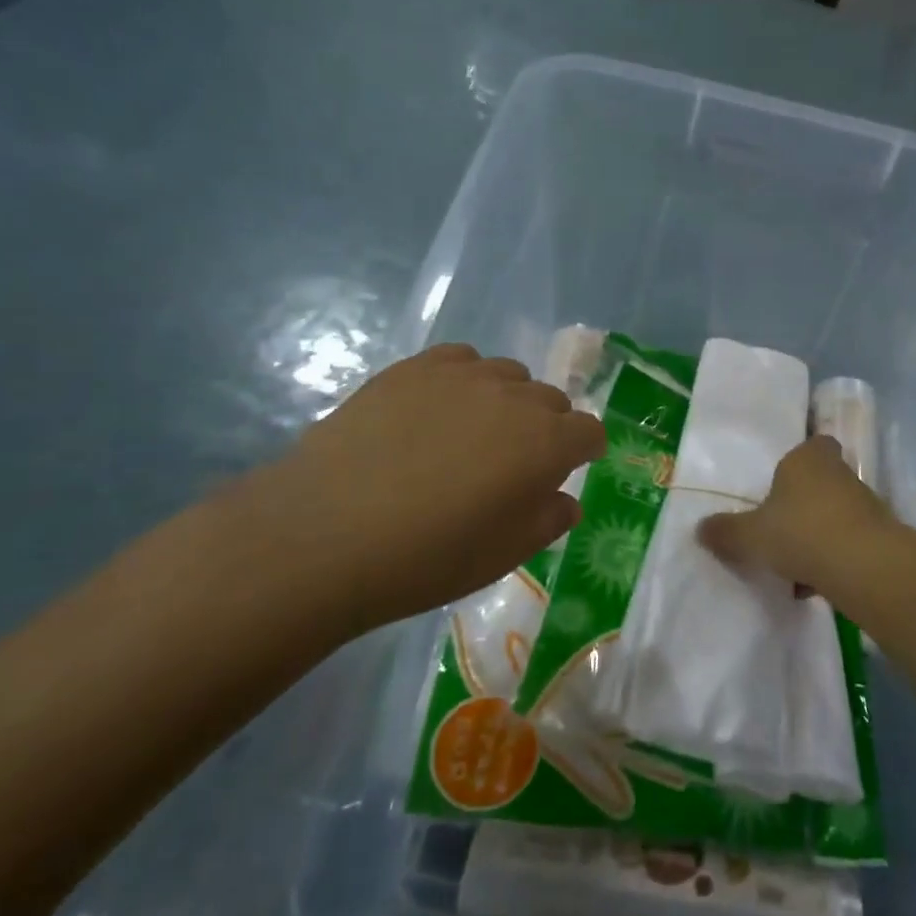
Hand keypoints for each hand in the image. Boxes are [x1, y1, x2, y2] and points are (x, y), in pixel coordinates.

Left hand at [225, 344, 605, 632]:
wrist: (327, 532)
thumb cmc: (428, 556)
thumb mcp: (503, 556)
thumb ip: (548, 521)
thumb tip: (565, 500)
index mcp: (547, 444)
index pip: (588, 432)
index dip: (584, 451)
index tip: (569, 469)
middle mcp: (515, 398)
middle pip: (551, 400)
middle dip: (547, 427)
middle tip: (515, 463)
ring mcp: (463, 376)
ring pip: (508, 375)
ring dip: (507, 401)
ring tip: (473, 433)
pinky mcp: (415, 367)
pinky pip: (461, 359)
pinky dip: (465, 379)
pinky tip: (438, 408)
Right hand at [696, 436, 897, 617]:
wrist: (863, 566)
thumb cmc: (800, 531)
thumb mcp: (750, 535)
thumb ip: (725, 532)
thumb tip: (700, 529)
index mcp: (807, 458)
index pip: (812, 443)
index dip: (800, 460)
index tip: (782, 483)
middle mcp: (839, 473)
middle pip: (821, 482)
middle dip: (803, 504)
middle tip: (779, 527)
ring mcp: (864, 504)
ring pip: (834, 515)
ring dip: (817, 535)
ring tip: (792, 566)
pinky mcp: (879, 536)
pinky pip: (848, 543)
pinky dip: (832, 560)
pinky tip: (813, 586)